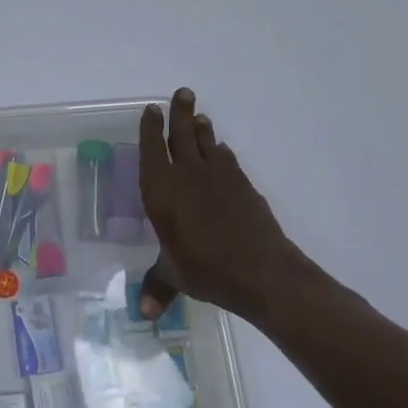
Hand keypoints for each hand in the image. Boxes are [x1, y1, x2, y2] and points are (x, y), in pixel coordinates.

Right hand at [136, 88, 319, 328]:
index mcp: (162, 191)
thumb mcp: (175, 277)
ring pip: (207, 142)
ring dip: (201, 128)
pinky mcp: (244, 185)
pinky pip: (227, 159)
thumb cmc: (206, 270)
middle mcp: (188, 175)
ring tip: (199, 116)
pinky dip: (221, 152)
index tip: (152, 109)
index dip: (151, 128)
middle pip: (181, 134)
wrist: (261, 271)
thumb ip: (158, 287)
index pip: (152, 149)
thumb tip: (145, 315)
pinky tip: (221, 152)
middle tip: (182, 93)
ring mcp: (219, 177)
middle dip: (179, 113)